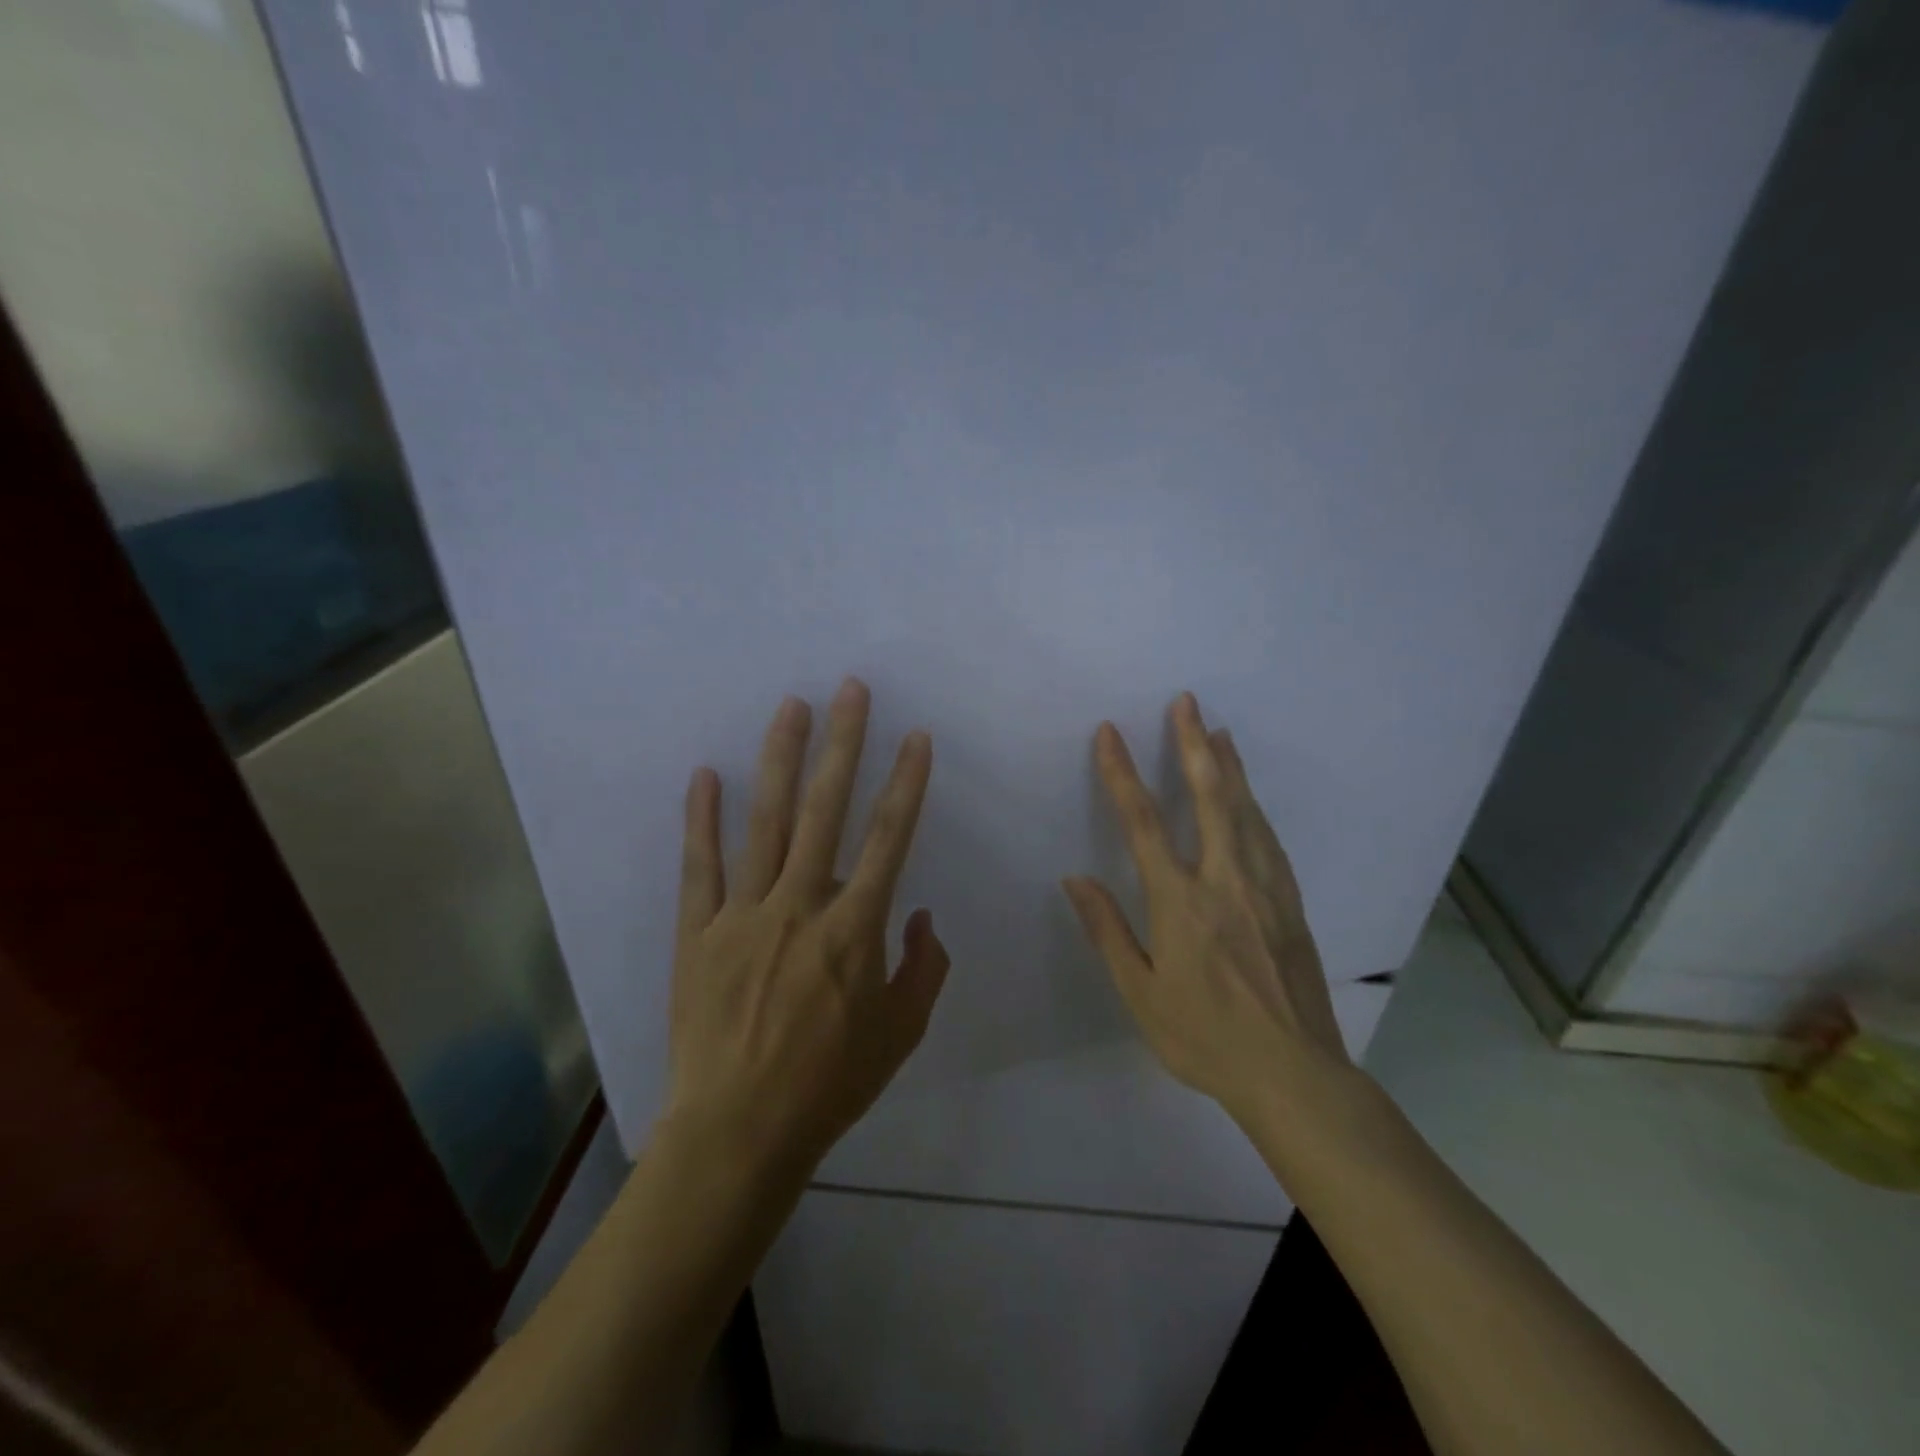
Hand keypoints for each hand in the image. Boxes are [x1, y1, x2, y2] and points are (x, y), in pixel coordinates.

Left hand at [666, 679, 949, 1174]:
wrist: (738, 1132)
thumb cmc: (829, 1084)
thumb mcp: (901, 1033)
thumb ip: (922, 968)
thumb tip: (919, 915)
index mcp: (854, 929)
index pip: (889, 838)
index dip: (906, 783)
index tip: (916, 738)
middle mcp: (800, 905)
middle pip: (827, 809)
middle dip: (844, 744)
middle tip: (851, 690)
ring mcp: (743, 914)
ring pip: (767, 821)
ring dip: (781, 759)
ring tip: (791, 707)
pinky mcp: (698, 931)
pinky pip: (700, 865)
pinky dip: (702, 818)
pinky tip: (706, 774)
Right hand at [1063, 693, 1350, 1121]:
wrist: (1294, 1074)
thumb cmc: (1205, 1037)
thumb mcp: (1141, 993)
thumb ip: (1107, 930)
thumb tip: (1075, 879)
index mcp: (1181, 902)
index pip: (1143, 823)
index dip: (1122, 774)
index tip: (1110, 733)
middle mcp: (1225, 881)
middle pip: (1209, 797)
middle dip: (1193, 745)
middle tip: (1187, 702)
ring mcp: (1265, 888)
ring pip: (1246, 811)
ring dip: (1229, 767)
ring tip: (1220, 731)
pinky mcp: (1291, 903)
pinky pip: (1268, 839)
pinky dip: (1254, 806)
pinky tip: (1250, 798)